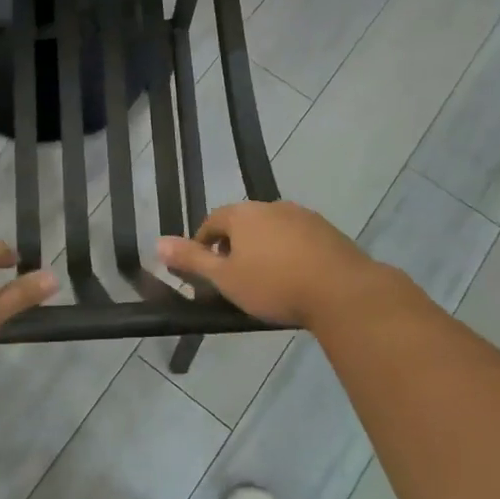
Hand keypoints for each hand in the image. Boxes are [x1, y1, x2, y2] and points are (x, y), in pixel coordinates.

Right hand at [157, 201, 401, 330]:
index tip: (204, 272)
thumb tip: (157, 242)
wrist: (342, 292)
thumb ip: (191, 260)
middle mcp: (272, 206)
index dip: (203, 245)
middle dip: (233, 247)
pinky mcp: (328, 232)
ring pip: (272, 230)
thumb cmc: (274, 285)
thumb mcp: (225, 278)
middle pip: (242, 223)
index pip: (212, 222)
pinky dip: (289, 253)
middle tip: (233, 279)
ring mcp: (303, 216)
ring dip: (263, 249)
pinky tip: (294, 278)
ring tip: (264, 281)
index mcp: (243, 214)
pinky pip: (298, 239)